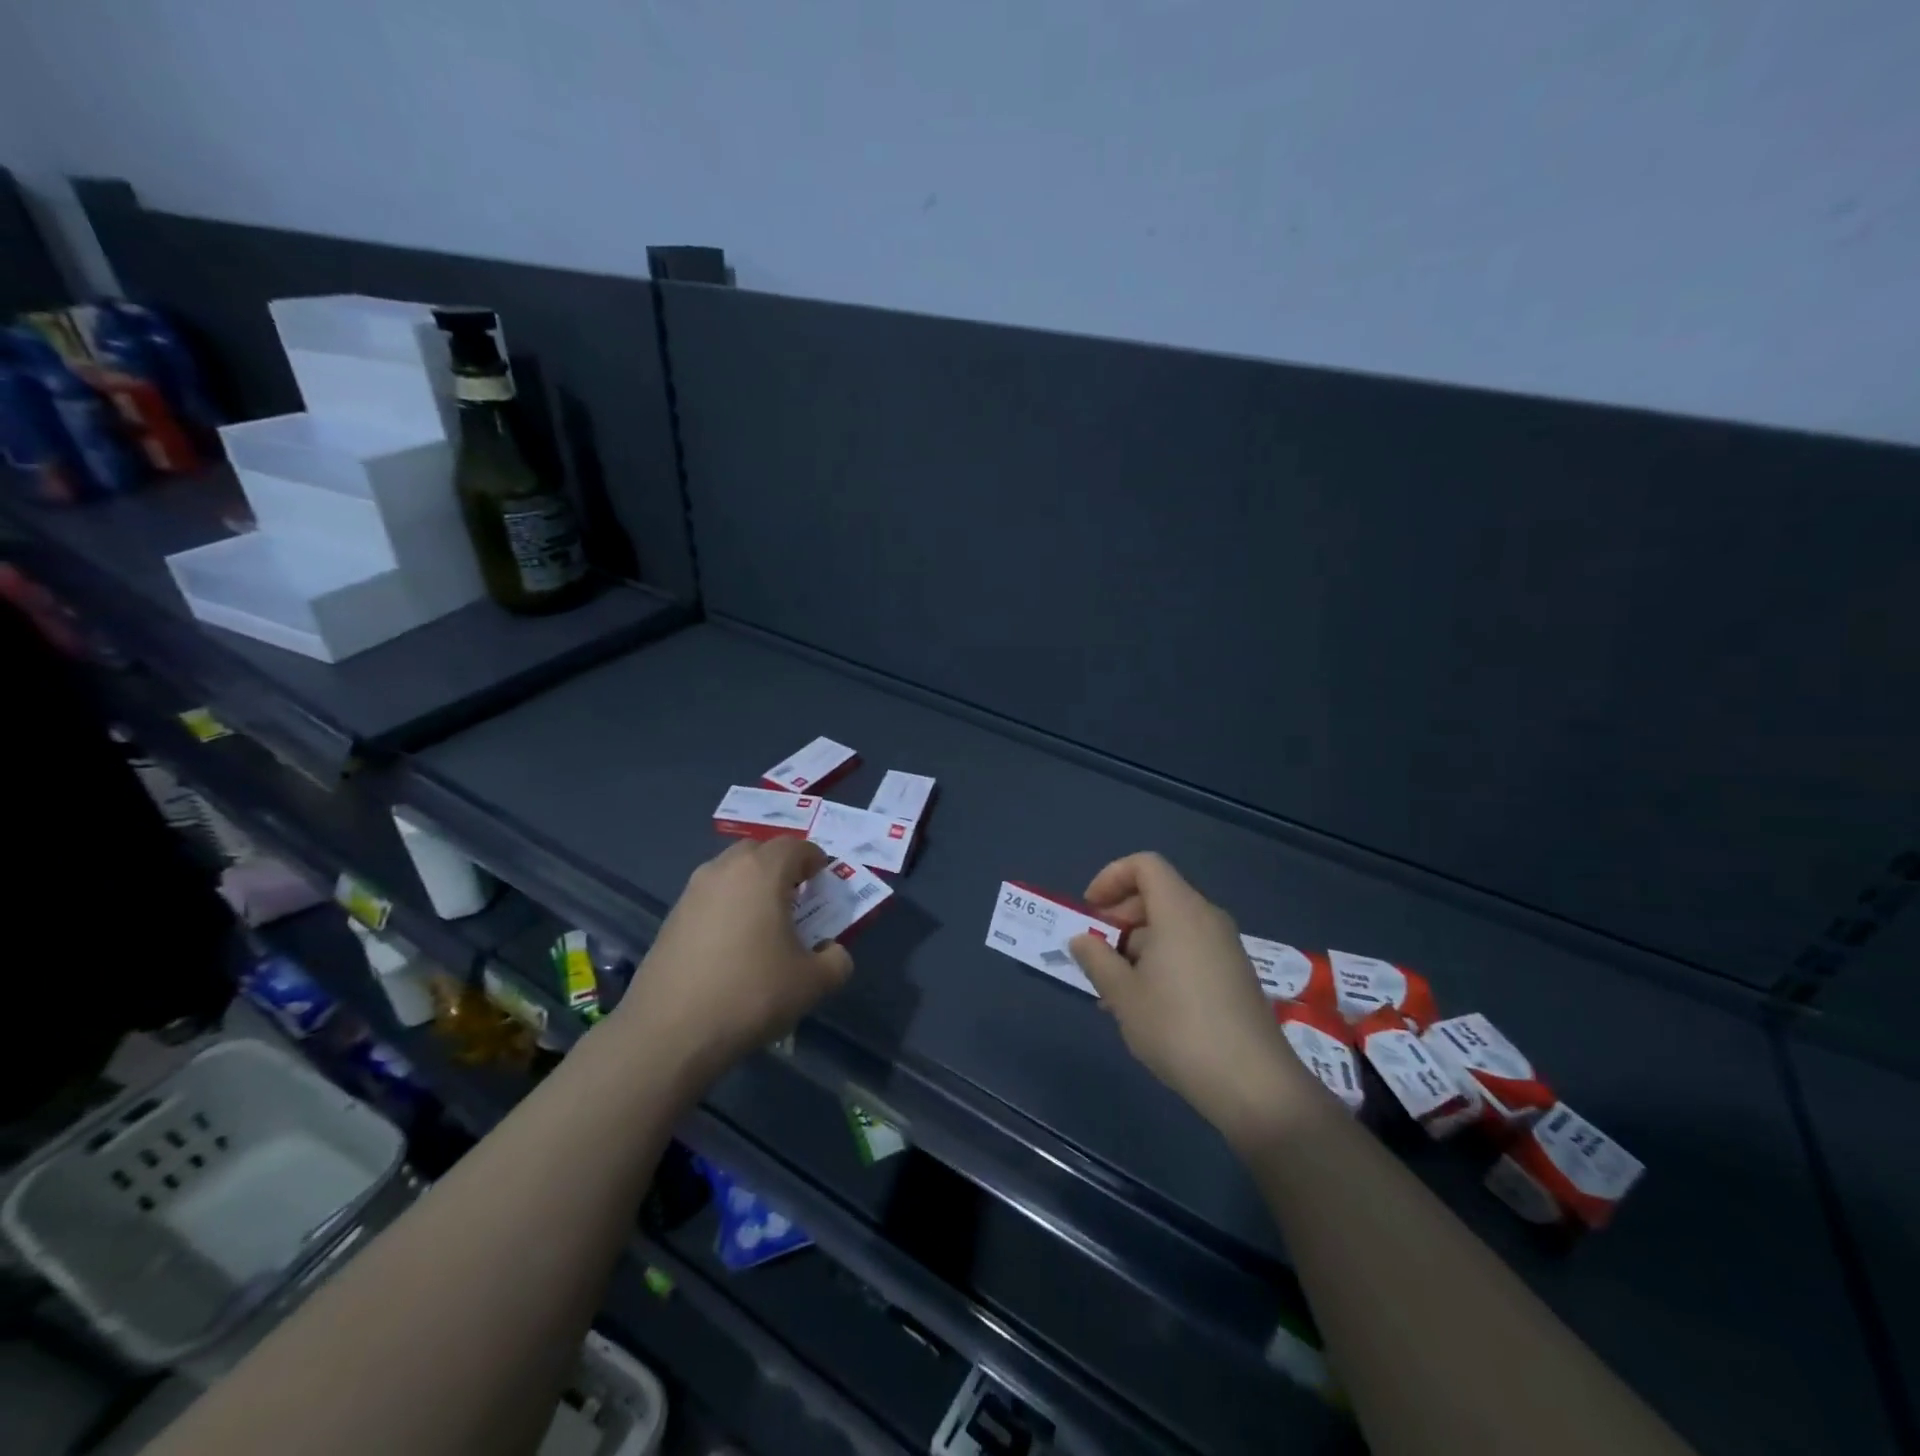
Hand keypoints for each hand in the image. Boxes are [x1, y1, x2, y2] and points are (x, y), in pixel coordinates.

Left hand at [615, 838, 853, 1078]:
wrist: (670, 1032)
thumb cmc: (751, 994)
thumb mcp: (812, 983)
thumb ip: (836, 961)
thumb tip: (833, 952)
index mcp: (763, 871)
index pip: (796, 846)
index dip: (814, 859)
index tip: (823, 881)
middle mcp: (725, 869)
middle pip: (759, 850)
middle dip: (781, 866)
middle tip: (796, 896)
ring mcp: (692, 892)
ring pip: (730, 872)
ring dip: (751, 885)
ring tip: (764, 921)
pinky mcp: (671, 918)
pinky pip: (710, 897)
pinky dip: (727, 907)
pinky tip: (732, 945)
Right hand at [1069, 852, 1310, 1147]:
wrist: (1253, 1084)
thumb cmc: (1177, 1028)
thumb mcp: (1123, 995)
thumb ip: (1096, 959)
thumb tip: (1082, 939)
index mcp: (1180, 910)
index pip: (1145, 865)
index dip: (1111, 877)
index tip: (1090, 911)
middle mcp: (1206, 918)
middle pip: (1157, 894)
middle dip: (1120, 917)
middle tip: (1097, 953)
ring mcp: (1225, 947)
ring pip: (1172, 926)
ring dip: (1137, 946)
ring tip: (1114, 990)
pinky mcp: (1235, 975)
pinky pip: (1190, 949)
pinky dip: (1161, 961)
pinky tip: (1146, 1005)